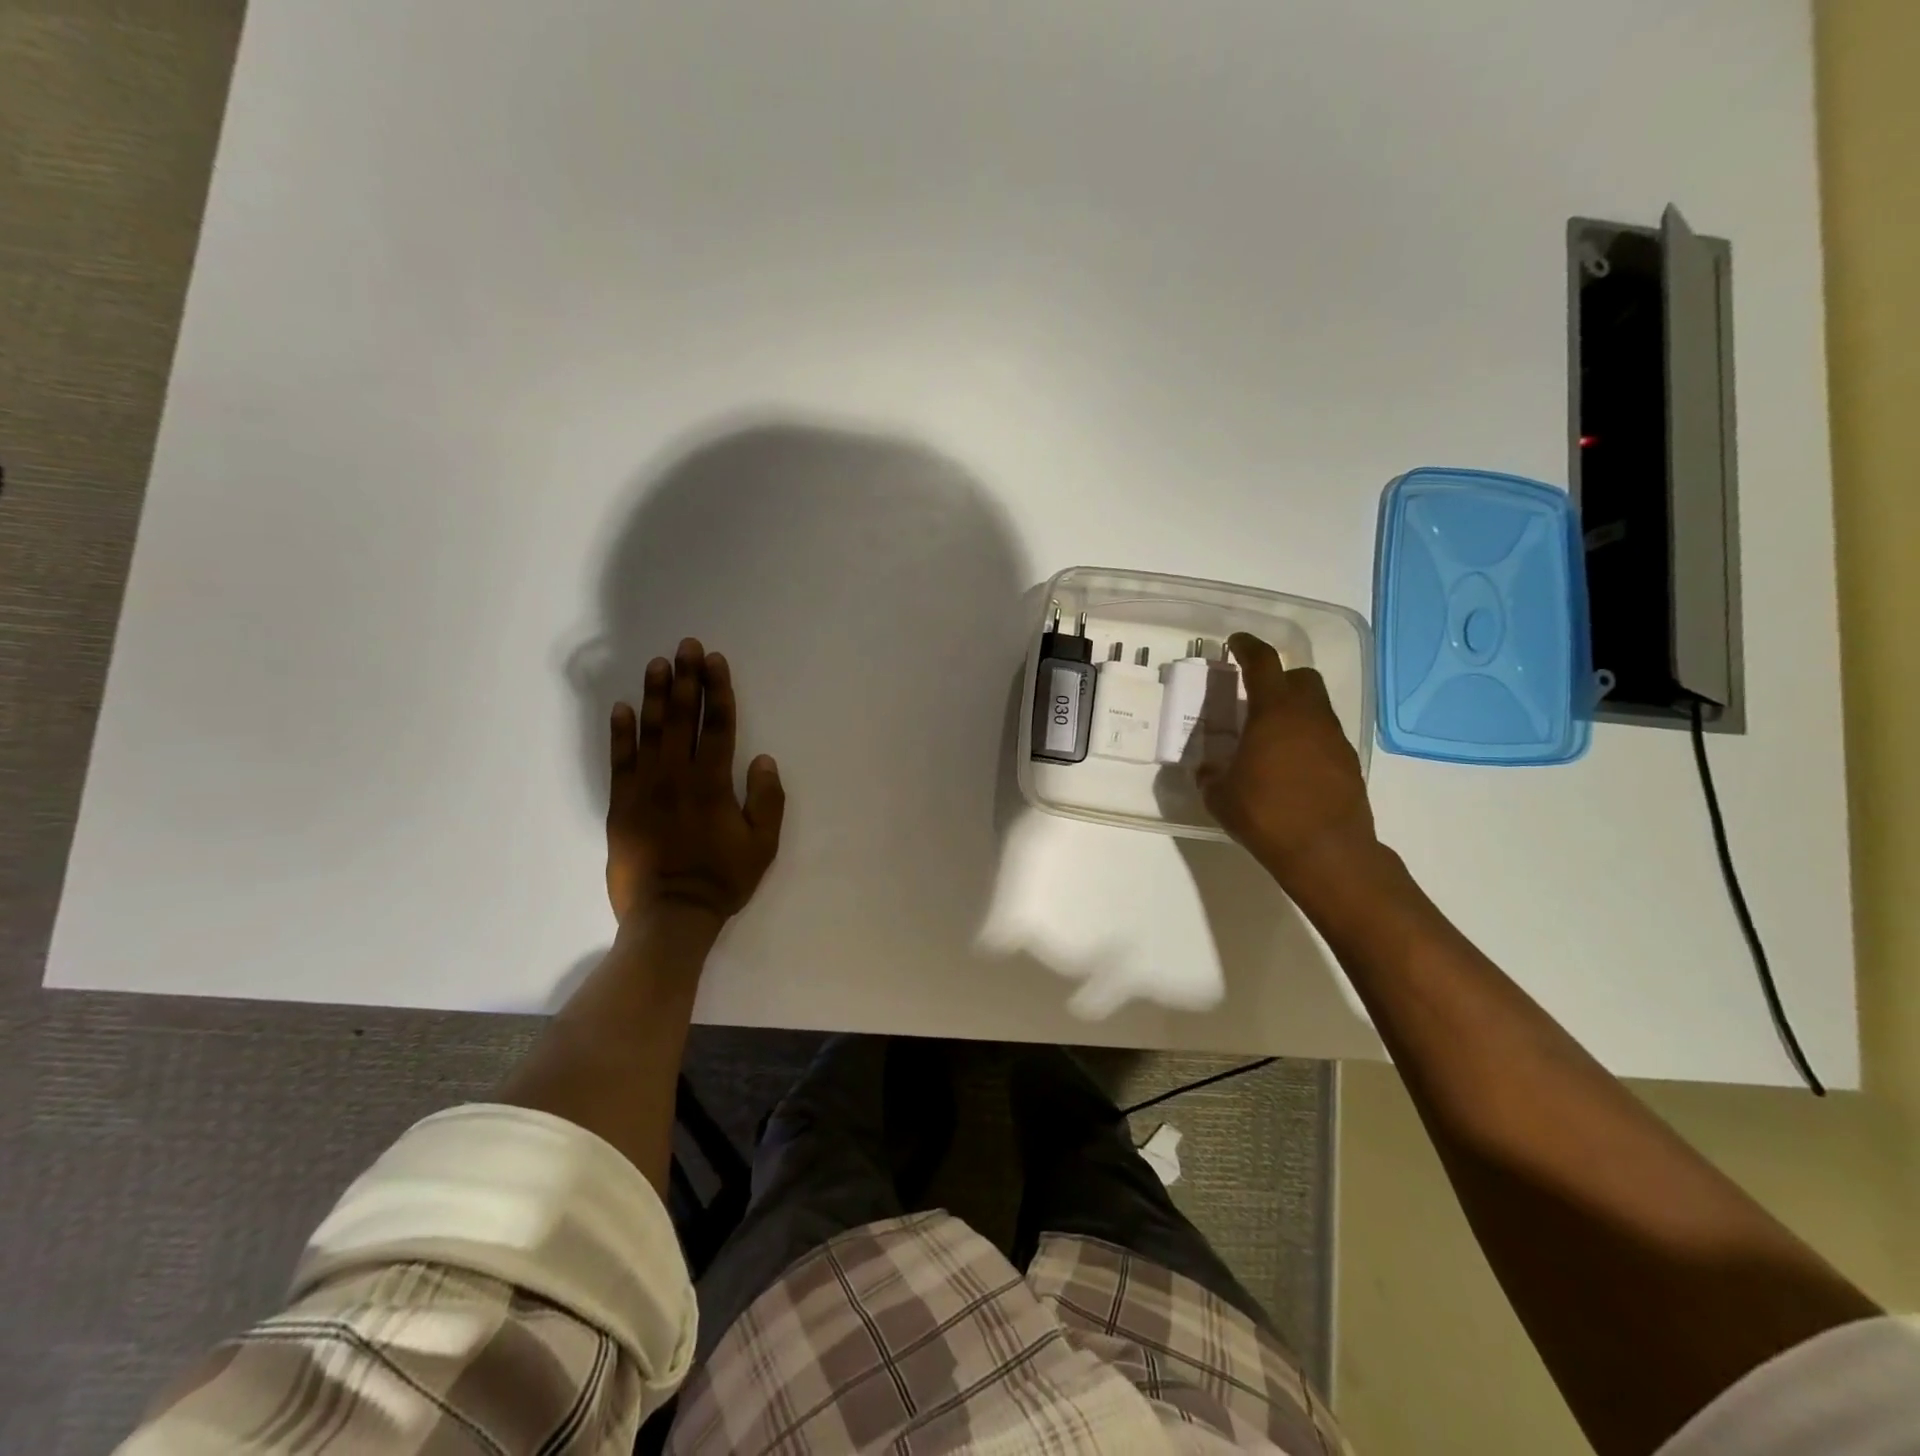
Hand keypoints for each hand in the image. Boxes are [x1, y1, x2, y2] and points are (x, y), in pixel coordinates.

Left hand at [605, 637, 785, 925]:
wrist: (669, 916)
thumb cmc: (721, 880)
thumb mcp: (762, 845)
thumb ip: (767, 800)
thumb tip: (762, 759)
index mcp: (713, 783)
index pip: (718, 725)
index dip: (718, 690)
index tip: (714, 661)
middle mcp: (677, 776)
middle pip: (683, 718)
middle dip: (686, 679)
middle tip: (686, 645)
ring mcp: (644, 788)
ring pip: (651, 732)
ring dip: (656, 695)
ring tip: (658, 664)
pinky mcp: (620, 804)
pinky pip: (619, 761)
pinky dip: (620, 733)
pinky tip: (623, 708)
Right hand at [1197, 632, 1377, 888]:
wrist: (1326, 851)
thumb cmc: (1266, 815)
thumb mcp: (1220, 797)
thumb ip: (1209, 776)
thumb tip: (1206, 770)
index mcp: (1274, 712)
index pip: (1263, 663)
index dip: (1248, 647)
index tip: (1235, 642)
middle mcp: (1309, 716)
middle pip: (1300, 677)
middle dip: (1278, 678)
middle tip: (1255, 695)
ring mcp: (1334, 739)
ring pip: (1316, 706)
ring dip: (1294, 710)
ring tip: (1270, 736)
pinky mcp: (1348, 763)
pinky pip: (1324, 736)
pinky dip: (1307, 738)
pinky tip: (1290, 765)